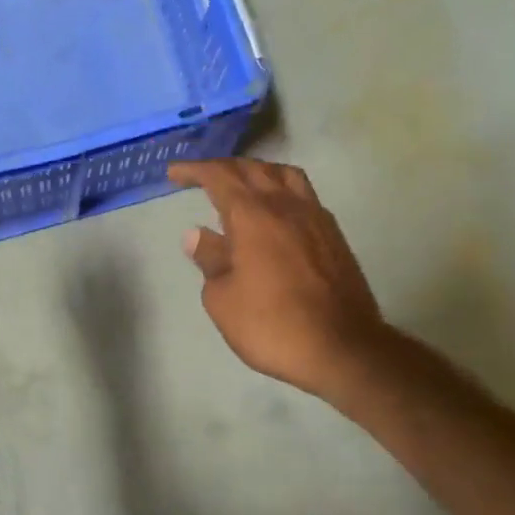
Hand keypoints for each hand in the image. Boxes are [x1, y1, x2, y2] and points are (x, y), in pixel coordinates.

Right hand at [168, 158, 389, 401]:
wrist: (341, 347)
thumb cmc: (271, 325)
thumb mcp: (223, 299)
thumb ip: (209, 260)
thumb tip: (197, 234)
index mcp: (253, 216)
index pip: (219, 177)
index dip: (194, 170)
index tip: (174, 173)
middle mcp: (286, 206)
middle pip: (253, 169)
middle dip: (223, 167)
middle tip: (201, 177)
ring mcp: (315, 218)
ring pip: (284, 176)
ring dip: (257, 172)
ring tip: (242, 185)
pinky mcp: (333, 235)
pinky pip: (303, 195)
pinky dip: (281, 190)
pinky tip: (275, 212)